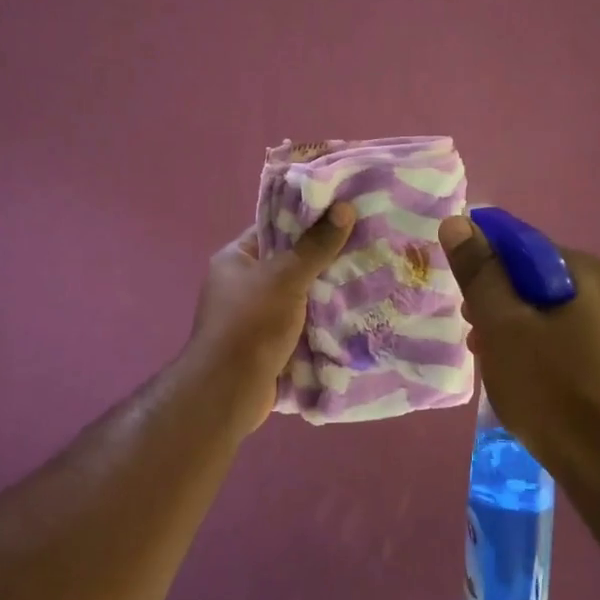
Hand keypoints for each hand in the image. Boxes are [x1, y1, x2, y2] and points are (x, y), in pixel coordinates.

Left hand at [188, 203, 355, 429]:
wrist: (230, 390)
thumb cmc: (251, 324)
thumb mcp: (285, 278)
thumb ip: (315, 246)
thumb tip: (344, 208)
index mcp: (235, 259)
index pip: (275, 228)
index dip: (308, 221)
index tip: (346, 215)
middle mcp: (242, 285)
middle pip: (290, 263)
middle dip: (325, 260)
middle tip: (366, 246)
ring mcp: (256, 317)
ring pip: (300, 297)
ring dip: (328, 293)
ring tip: (370, 276)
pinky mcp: (270, 344)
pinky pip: (302, 325)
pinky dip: (323, 322)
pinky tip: (356, 313)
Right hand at [438, 214, 599, 492]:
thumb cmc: (549, 389)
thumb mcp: (502, 326)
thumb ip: (480, 273)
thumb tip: (459, 222)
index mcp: (586, 272)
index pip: (521, 249)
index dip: (485, 273)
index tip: (468, 310)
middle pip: (539, 284)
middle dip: (502, 307)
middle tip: (479, 343)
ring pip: (556, 317)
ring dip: (521, 333)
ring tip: (501, 368)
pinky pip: (576, 345)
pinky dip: (548, 355)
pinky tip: (536, 386)